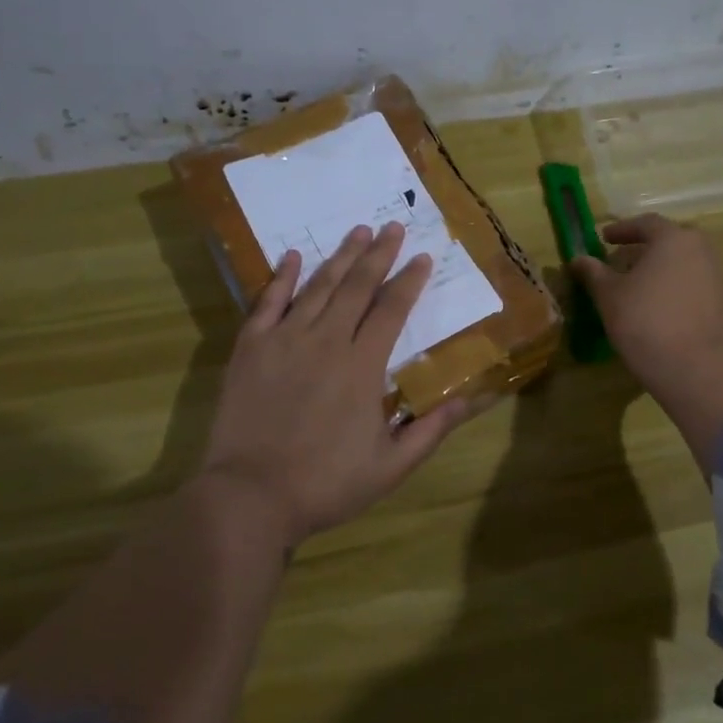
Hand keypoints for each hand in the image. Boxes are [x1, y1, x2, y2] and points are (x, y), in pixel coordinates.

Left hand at [197, 222, 468, 545]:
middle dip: (379, 254)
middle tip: (392, 226)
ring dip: (341, 257)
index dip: (410, 280)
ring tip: (358, 232)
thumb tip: (471, 399)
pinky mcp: (251, 348)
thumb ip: (431, 430)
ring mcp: (285, 340)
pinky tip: (293, 256)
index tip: (423, 256)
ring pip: (318, 287)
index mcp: (363, 366)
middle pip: (357, 287)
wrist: (251, 496)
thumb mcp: (391, 467)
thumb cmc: (326, 484)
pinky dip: (282, 277)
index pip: (393, 310)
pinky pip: (268, 302)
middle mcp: (327, 341)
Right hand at [569, 213, 722, 471]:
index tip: (604, 238)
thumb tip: (578, 259)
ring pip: (683, 262)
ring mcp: (716, 277)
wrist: (691, 368)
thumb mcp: (609, 295)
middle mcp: (701, 250)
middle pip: (668, 241)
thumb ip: (593, 272)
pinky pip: (693, 283)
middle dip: (643, 248)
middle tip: (621, 261)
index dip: (622, 229)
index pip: (646, 224)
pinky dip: (674, 286)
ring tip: (637, 285)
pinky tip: (658, 306)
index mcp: (674, 239)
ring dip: (659, 268)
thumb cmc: (643, 321)